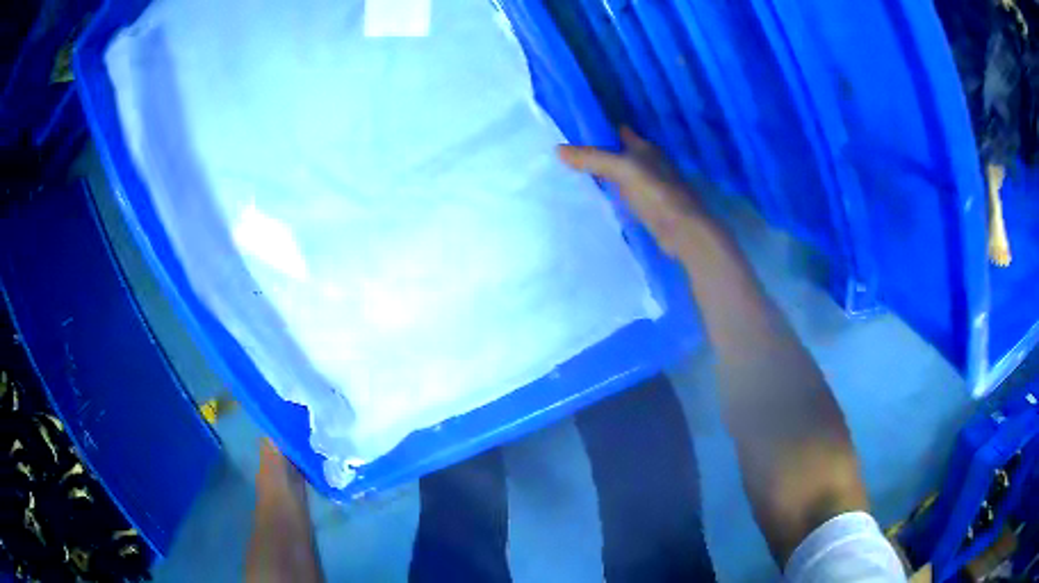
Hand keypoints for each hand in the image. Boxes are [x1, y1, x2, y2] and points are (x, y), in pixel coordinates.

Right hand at [558, 128, 704, 256]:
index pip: (620, 132)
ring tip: (577, 176)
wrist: (681, 230)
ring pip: (623, 174)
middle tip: (570, 156)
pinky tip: (599, 198)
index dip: (602, 130)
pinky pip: (625, 194)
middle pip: (621, 153)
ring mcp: (651, 186)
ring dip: (606, 175)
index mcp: (646, 148)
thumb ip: (592, 158)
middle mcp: (650, 163)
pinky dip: (613, 193)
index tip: (576, 133)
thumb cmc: (654, 192)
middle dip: (600, 153)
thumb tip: (558, 149)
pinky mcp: (650, 207)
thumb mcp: (621, 169)